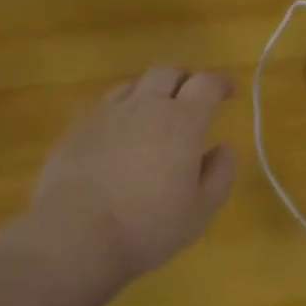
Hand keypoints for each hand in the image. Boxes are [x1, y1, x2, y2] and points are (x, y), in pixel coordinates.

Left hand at [24, 65, 238, 291]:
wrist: (76, 233)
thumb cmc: (148, 226)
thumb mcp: (200, 210)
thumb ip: (219, 174)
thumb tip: (224, 149)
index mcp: (182, 122)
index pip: (207, 84)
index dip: (221, 83)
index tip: (229, 91)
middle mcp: (145, 106)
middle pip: (167, 72)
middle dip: (185, 79)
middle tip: (192, 97)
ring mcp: (106, 114)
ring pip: (133, 84)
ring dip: (150, 91)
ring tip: (154, 112)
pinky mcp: (76, 128)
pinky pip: (104, 106)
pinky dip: (120, 110)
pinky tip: (118, 132)